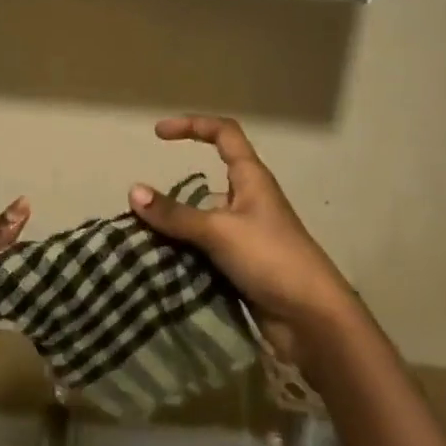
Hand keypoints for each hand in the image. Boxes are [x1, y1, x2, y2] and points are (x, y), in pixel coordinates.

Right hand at [128, 117, 352, 364]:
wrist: (313, 320)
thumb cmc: (271, 258)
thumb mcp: (219, 231)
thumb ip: (176, 215)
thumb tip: (133, 191)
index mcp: (251, 178)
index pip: (223, 134)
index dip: (192, 126)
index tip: (158, 134)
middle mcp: (249, 200)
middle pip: (207, 183)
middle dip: (174, 194)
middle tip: (140, 208)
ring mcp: (246, 235)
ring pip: (202, 221)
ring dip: (176, 229)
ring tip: (140, 240)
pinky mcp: (243, 266)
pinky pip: (205, 251)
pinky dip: (185, 255)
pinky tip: (160, 266)